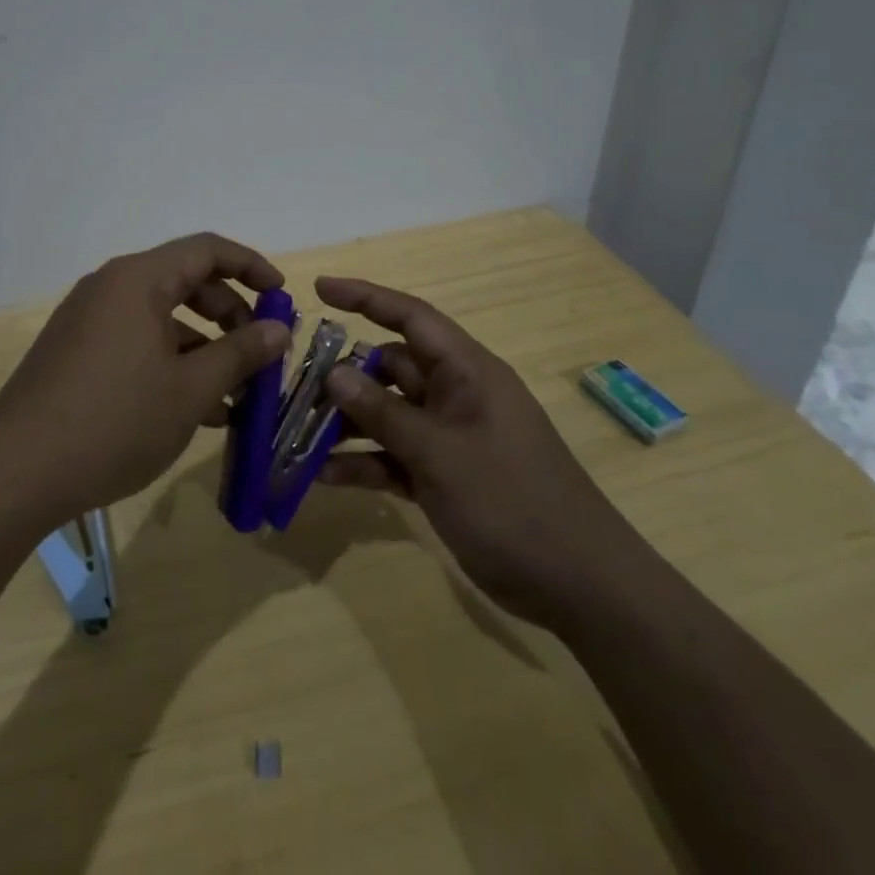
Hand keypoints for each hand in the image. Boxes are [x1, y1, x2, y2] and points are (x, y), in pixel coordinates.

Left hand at [0, 233, 290, 525]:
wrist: (15, 473)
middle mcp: (111, 287)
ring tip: (234, 395)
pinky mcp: (76, 353)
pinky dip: (170, 364)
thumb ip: (240, 353)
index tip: (282, 295)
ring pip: (162, 318)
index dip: (251, 265)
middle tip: (260, 353)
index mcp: (138, 280)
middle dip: (230, 314)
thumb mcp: (190, 390)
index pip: (207, 249)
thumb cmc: (114, 421)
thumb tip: (279, 329)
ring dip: (203, 347)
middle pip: (186, 282)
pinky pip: (137, 342)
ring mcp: (88, 320)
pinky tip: (194, 411)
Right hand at [316, 276, 647, 628]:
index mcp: (466, 372)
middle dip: (344, 374)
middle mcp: (456, 395)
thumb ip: (383, 412)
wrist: (579, 586)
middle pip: (391, 367)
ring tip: (297, 432)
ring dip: (347, 423)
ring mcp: (450, 437)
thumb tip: (334, 373)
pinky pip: (395, 456)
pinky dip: (364, 463)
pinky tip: (322, 476)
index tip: (320, 289)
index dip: (365, 297)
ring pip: (388, 413)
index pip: (410, 317)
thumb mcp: (440, 454)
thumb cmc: (512, 501)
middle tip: (294, 385)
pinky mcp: (445, 476)